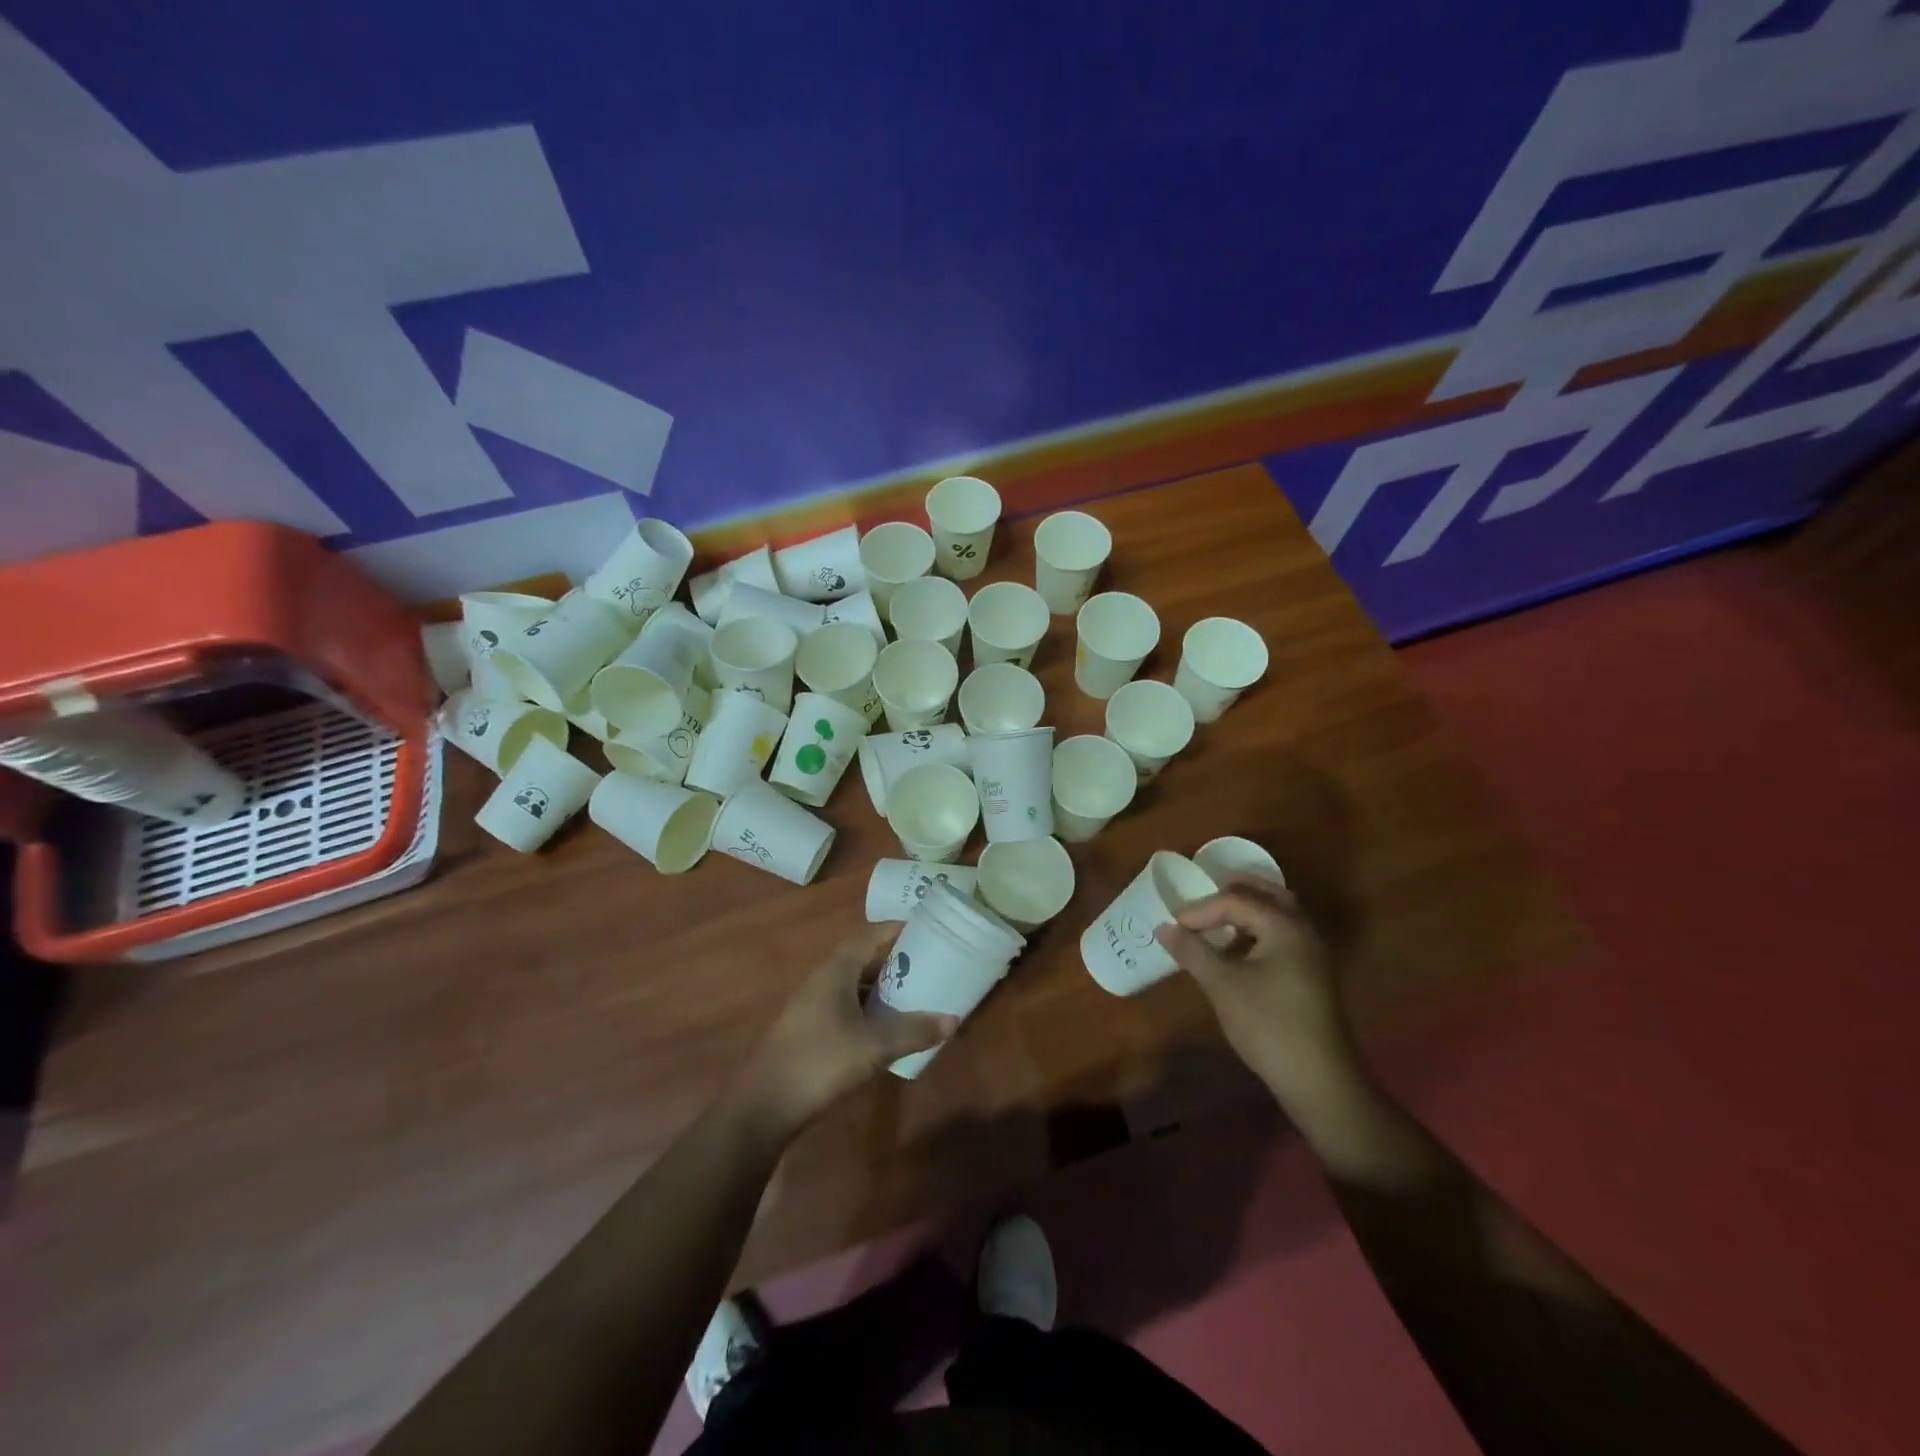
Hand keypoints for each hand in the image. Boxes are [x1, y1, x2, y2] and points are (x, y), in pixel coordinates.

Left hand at [737, 926, 957, 1137]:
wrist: (764, 1105)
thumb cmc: (820, 1062)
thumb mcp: (873, 1046)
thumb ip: (913, 1032)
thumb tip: (953, 1020)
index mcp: (836, 971)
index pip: (869, 934)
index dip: (896, 928)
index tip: (927, 928)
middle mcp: (823, 980)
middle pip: (863, 957)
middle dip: (895, 958)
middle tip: (929, 961)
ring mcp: (813, 1005)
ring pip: (854, 983)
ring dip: (882, 984)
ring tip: (915, 991)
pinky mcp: (811, 1028)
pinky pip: (847, 1004)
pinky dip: (870, 1006)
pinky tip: (887, 1025)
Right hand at [1155, 876, 1360, 1112]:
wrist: (1319, 1080)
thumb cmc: (1268, 1025)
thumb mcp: (1223, 985)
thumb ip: (1193, 951)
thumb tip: (1163, 928)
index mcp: (1284, 926)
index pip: (1236, 900)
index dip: (1201, 910)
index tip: (1174, 925)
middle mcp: (1303, 931)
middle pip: (1269, 895)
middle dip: (1234, 892)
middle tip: (1203, 897)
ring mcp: (1313, 954)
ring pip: (1280, 915)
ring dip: (1249, 911)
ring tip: (1218, 919)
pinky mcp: (1312, 976)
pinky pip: (1284, 936)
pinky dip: (1259, 930)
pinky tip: (1239, 950)